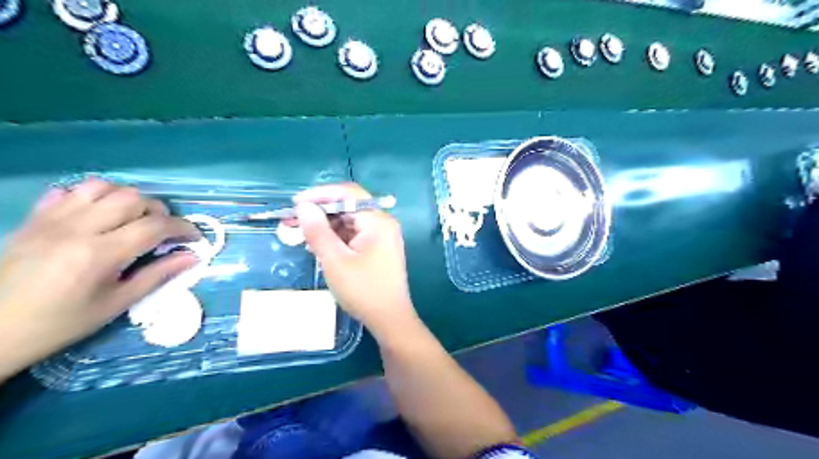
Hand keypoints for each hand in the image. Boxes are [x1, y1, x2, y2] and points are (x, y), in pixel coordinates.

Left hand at [0, 176, 198, 380]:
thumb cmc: (62, 322)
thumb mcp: (117, 303)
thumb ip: (158, 275)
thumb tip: (193, 257)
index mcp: (100, 254)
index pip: (155, 226)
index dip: (183, 228)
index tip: (194, 238)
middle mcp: (77, 228)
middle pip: (132, 198)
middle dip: (158, 211)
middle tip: (163, 231)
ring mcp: (51, 220)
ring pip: (102, 187)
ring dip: (128, 198)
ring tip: (133, 218)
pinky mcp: (34, 218)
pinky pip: (69, 191)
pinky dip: (93, 196)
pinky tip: (99, 214)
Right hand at [292, 183, 415, 335]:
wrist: (390, 320)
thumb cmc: (363, 290)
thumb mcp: (335, 260)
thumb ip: (318, 231)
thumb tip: (304, 206)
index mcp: (378, 221)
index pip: (348, 194)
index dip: (320, 195)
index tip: (296, 204)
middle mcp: (383, 223)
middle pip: (349, 207)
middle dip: (321, 212)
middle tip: (293, 221)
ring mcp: (383, 236)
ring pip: (350, 222)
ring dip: (327, 226)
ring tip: (302, 235)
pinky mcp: (379, 249)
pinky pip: (355, 235)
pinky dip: (337, 238)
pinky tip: (320, 246)